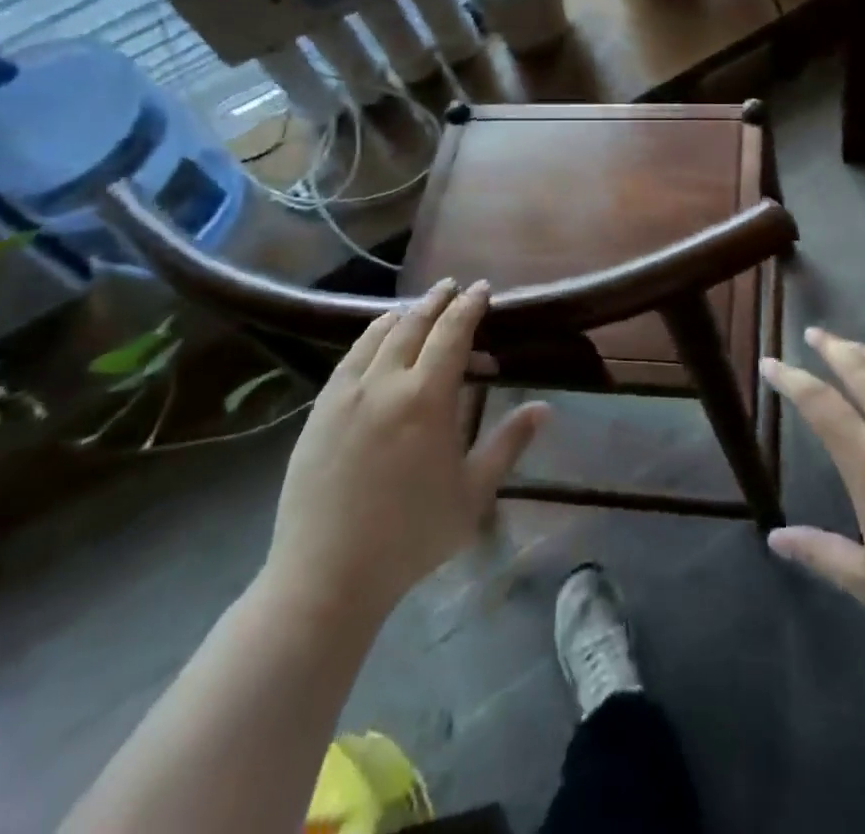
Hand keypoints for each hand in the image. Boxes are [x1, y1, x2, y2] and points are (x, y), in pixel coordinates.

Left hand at [260, 281, 548, 621]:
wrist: (326, 576)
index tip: (483, 289)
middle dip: (437, 301)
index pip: (453, 332)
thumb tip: (545, 408)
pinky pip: (349, 358)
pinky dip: (370, 338)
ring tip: (418, 309)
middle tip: (454, 288)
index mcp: (426, 398)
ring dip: (403, 314)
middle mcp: (385, 382)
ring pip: (377, 335)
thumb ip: (508, 443)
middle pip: (413, 323)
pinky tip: (376, 342)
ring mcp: (345, 394)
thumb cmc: (411, 536)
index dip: (470, 306)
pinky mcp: (319, 410)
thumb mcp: (473, 493)